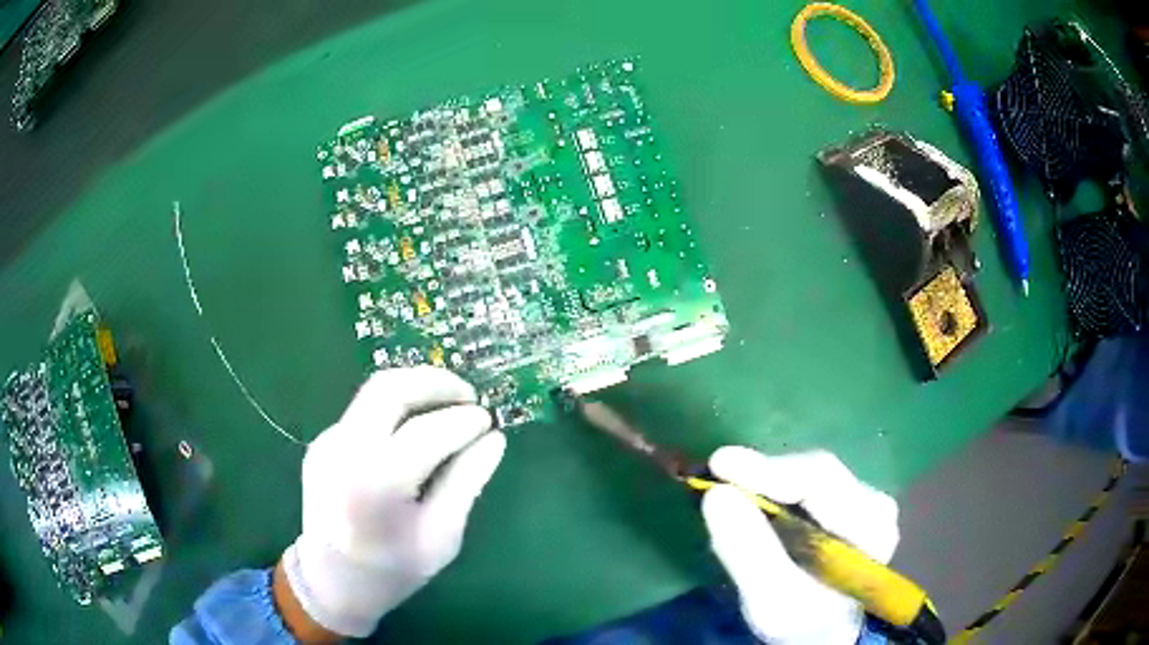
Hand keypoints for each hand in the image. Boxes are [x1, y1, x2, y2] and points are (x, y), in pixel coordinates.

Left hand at [281, 367, 505, 638]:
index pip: (427, 431)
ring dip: (416, 388)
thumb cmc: (393, 570)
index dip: (464, 421)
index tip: (489, 421)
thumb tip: (494, 440)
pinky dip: (396, 409)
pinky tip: (415, 430)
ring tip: (449, 403)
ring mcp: (328, 442)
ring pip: (374, 392)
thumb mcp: (441, 537)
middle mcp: (345, 451)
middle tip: (469, 395)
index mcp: (376, 483)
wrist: (330, 580)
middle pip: (390, 389)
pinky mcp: (322, 441)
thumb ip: (466, 483)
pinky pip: (364, 412)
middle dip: (436, 382)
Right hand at [701, 448, 898, 644]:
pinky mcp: (848, 501)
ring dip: (766, 483)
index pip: (821, 483)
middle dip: (764, 476)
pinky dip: (774, 490)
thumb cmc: (800, 621)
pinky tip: (752, 501)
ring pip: (809, 475)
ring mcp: (864, 499)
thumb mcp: (771, 599)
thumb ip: (748, 551)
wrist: (822, 631)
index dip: (768, 470)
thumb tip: (716, 494)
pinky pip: (806, 484)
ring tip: (729, 493)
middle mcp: (875, 504)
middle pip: (816, 473)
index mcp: (870, 528)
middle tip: (716, 476)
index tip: (719, 464)